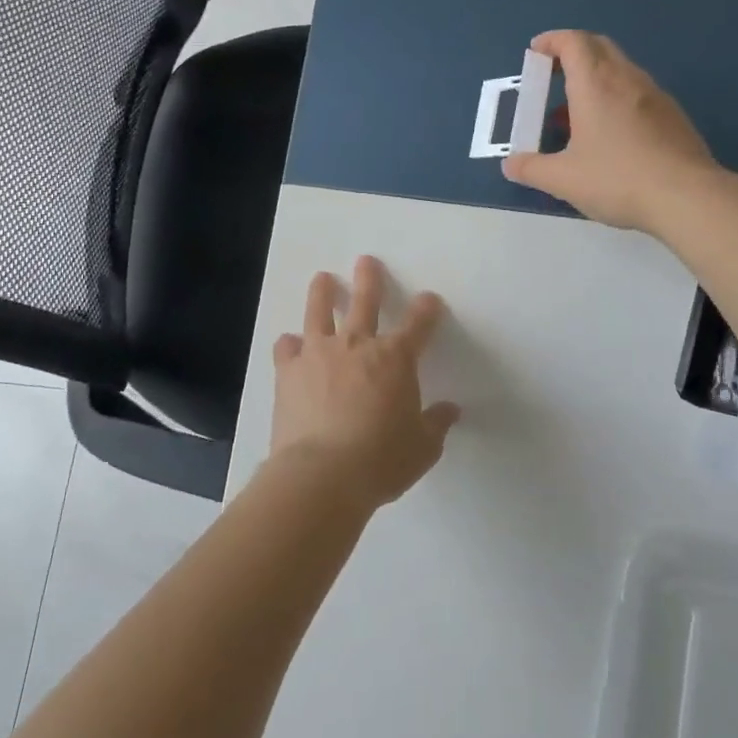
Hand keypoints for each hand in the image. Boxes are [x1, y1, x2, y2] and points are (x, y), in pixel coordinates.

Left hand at [270, 256, 459, 509]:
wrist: (322, 475)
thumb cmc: (381, 460)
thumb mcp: (423, 447)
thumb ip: (436, 424)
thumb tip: (450, 411)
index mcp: (396, 359)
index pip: (419, 324)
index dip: (427, 309)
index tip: (430, 300)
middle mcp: (358, 345)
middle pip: (366, 301)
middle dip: (370, 279)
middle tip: (367, 261)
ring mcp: (320, 354)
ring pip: (320, 311)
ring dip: (322, 292)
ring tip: (322, 279)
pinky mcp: (289, 371)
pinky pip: (287, 347)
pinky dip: (290, 344)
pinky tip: (290, 343)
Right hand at [501, 30, 720, 233]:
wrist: (686, 196)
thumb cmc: (617, 179)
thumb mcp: (564, 179)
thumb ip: (532, 169)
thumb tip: (510, 164)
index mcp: (595, 84)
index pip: (573, 42)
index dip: (552, 41)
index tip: (536, 51)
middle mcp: (626, 79)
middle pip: (599, 47)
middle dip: (573, 52)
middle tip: (554, 73)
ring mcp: (654, 95)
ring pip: (621, 69)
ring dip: (595, 77)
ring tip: (576, 111)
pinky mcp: (673, 116)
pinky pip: (637, 92)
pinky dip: (616, 97)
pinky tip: (610, 134)